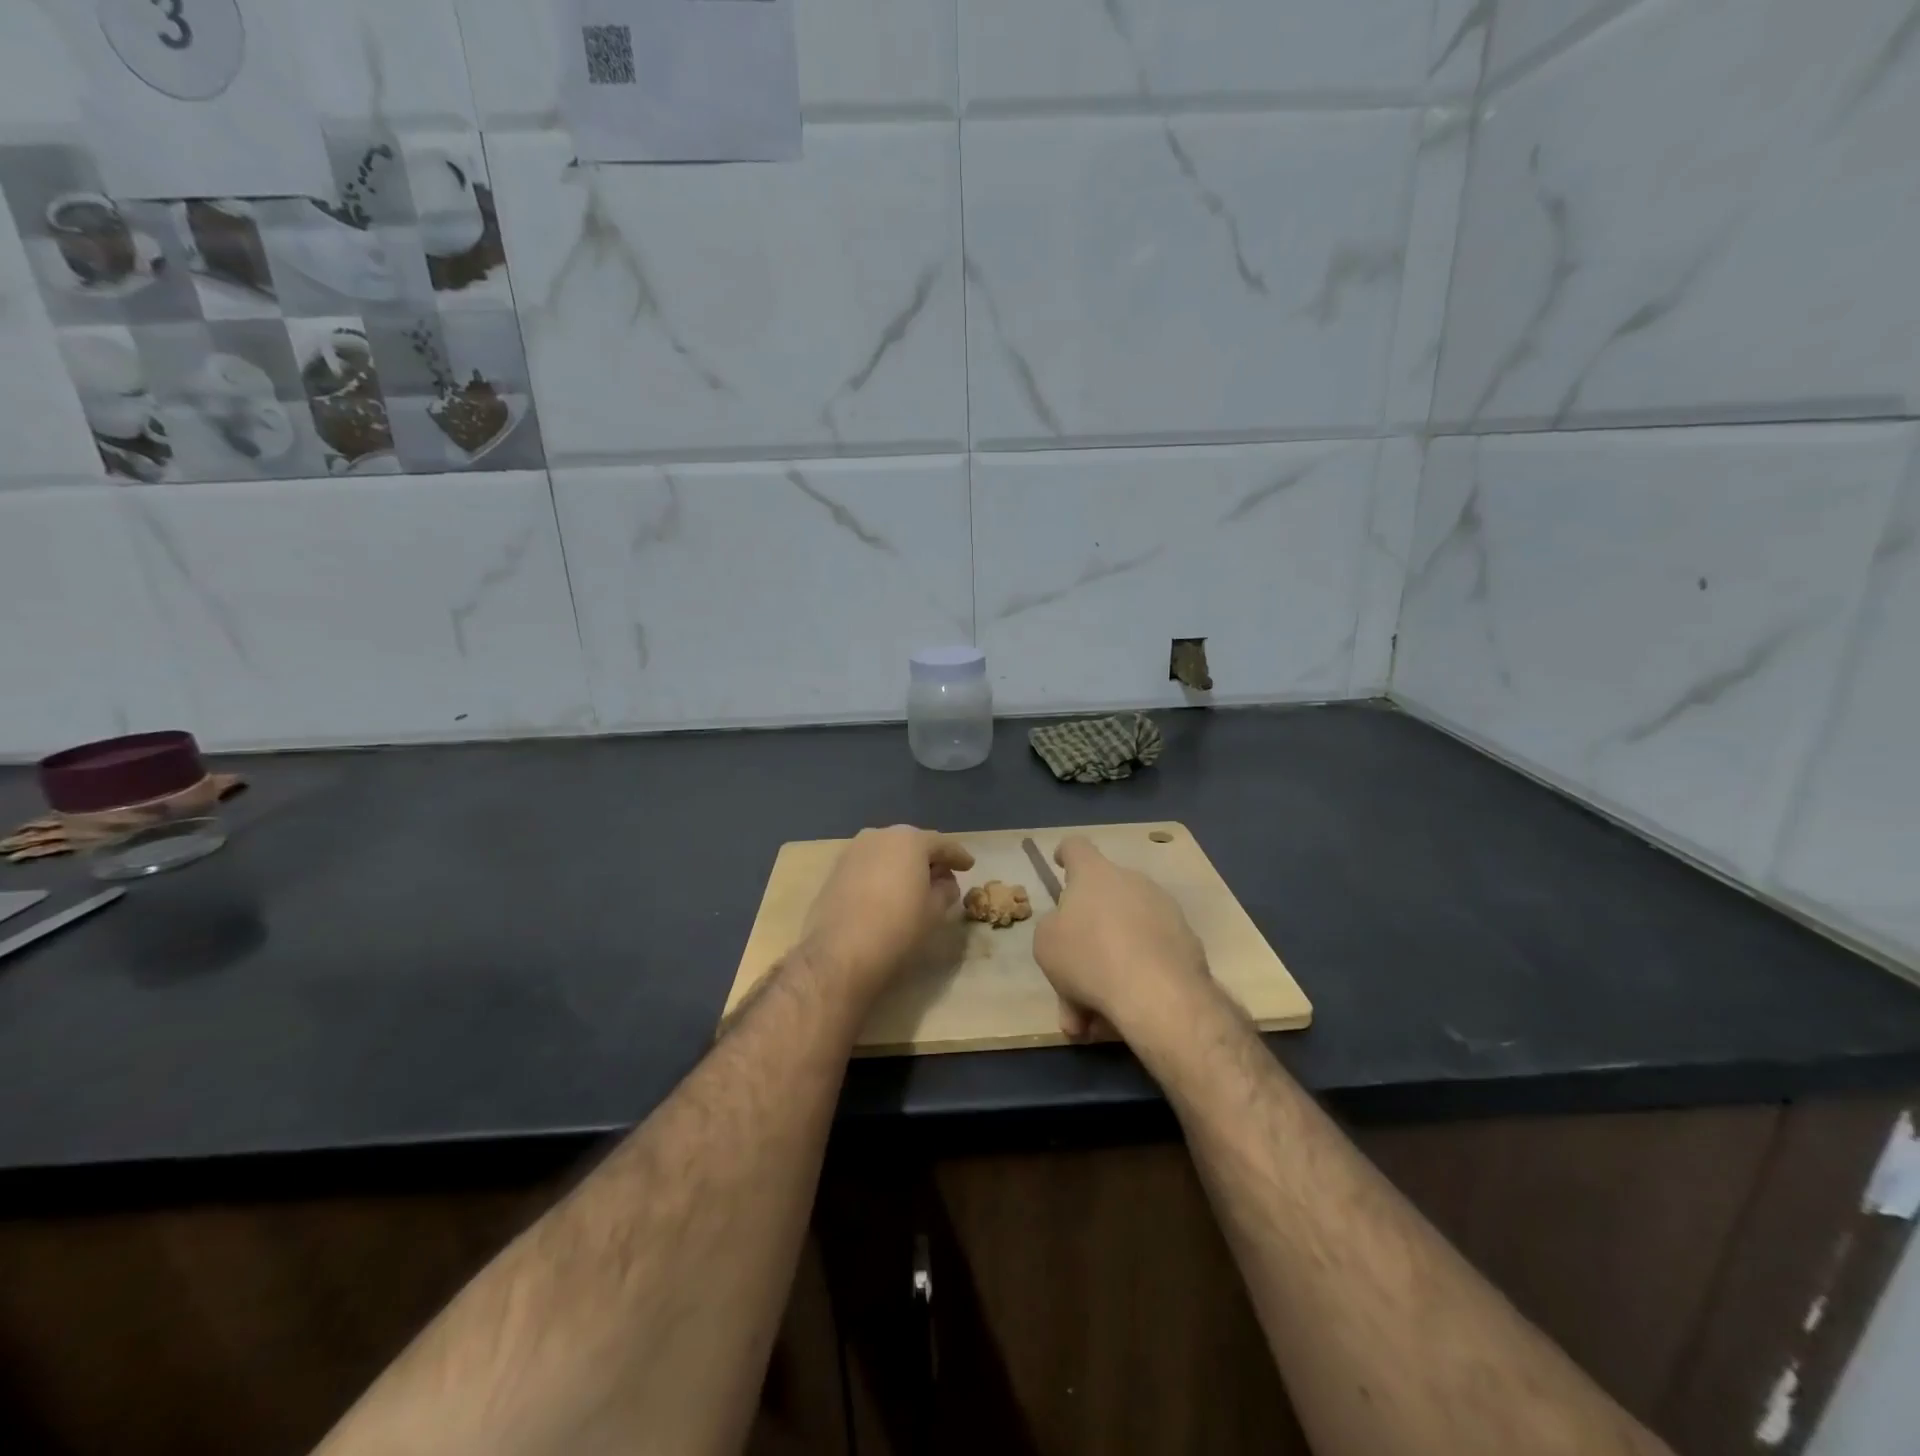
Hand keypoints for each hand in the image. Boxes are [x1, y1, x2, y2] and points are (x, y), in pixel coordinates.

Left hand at [799, 825, 974, 999]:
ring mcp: (853, 851)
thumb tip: (943, 882)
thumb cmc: (898, 927)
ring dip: (902, 865)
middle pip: (912, 844)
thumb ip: (946, 889)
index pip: (942, 844)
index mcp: (910, 840)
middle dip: (928, 858)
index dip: (958, 856)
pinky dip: (881, 874)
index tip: (969, 865)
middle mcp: (879, 835)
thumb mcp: (935, 910)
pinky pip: (868, 866)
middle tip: (943, 875)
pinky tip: (886, 892)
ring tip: (914, 885)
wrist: (841, 952)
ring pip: (887, 852)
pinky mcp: (835, 870)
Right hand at [1032, 836, 1210, 1041]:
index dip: (1065, 855)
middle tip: (1069, 980)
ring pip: (1125, 937)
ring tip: (1092, 1014)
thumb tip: (1068, 931)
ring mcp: (1165, 911)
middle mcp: (1133, 882)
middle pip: (1102, 902)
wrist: (1158, 994)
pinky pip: (1150, 958)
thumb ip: (1054, 928)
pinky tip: (1121, 1016)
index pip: (1076, 848)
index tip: (1060, 864)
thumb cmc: (1089, 957)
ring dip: (1108, 969)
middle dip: (1085, 941)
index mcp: (1095, 874)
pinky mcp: (1188, 943)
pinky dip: (1134, 982)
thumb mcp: (1046, 943)